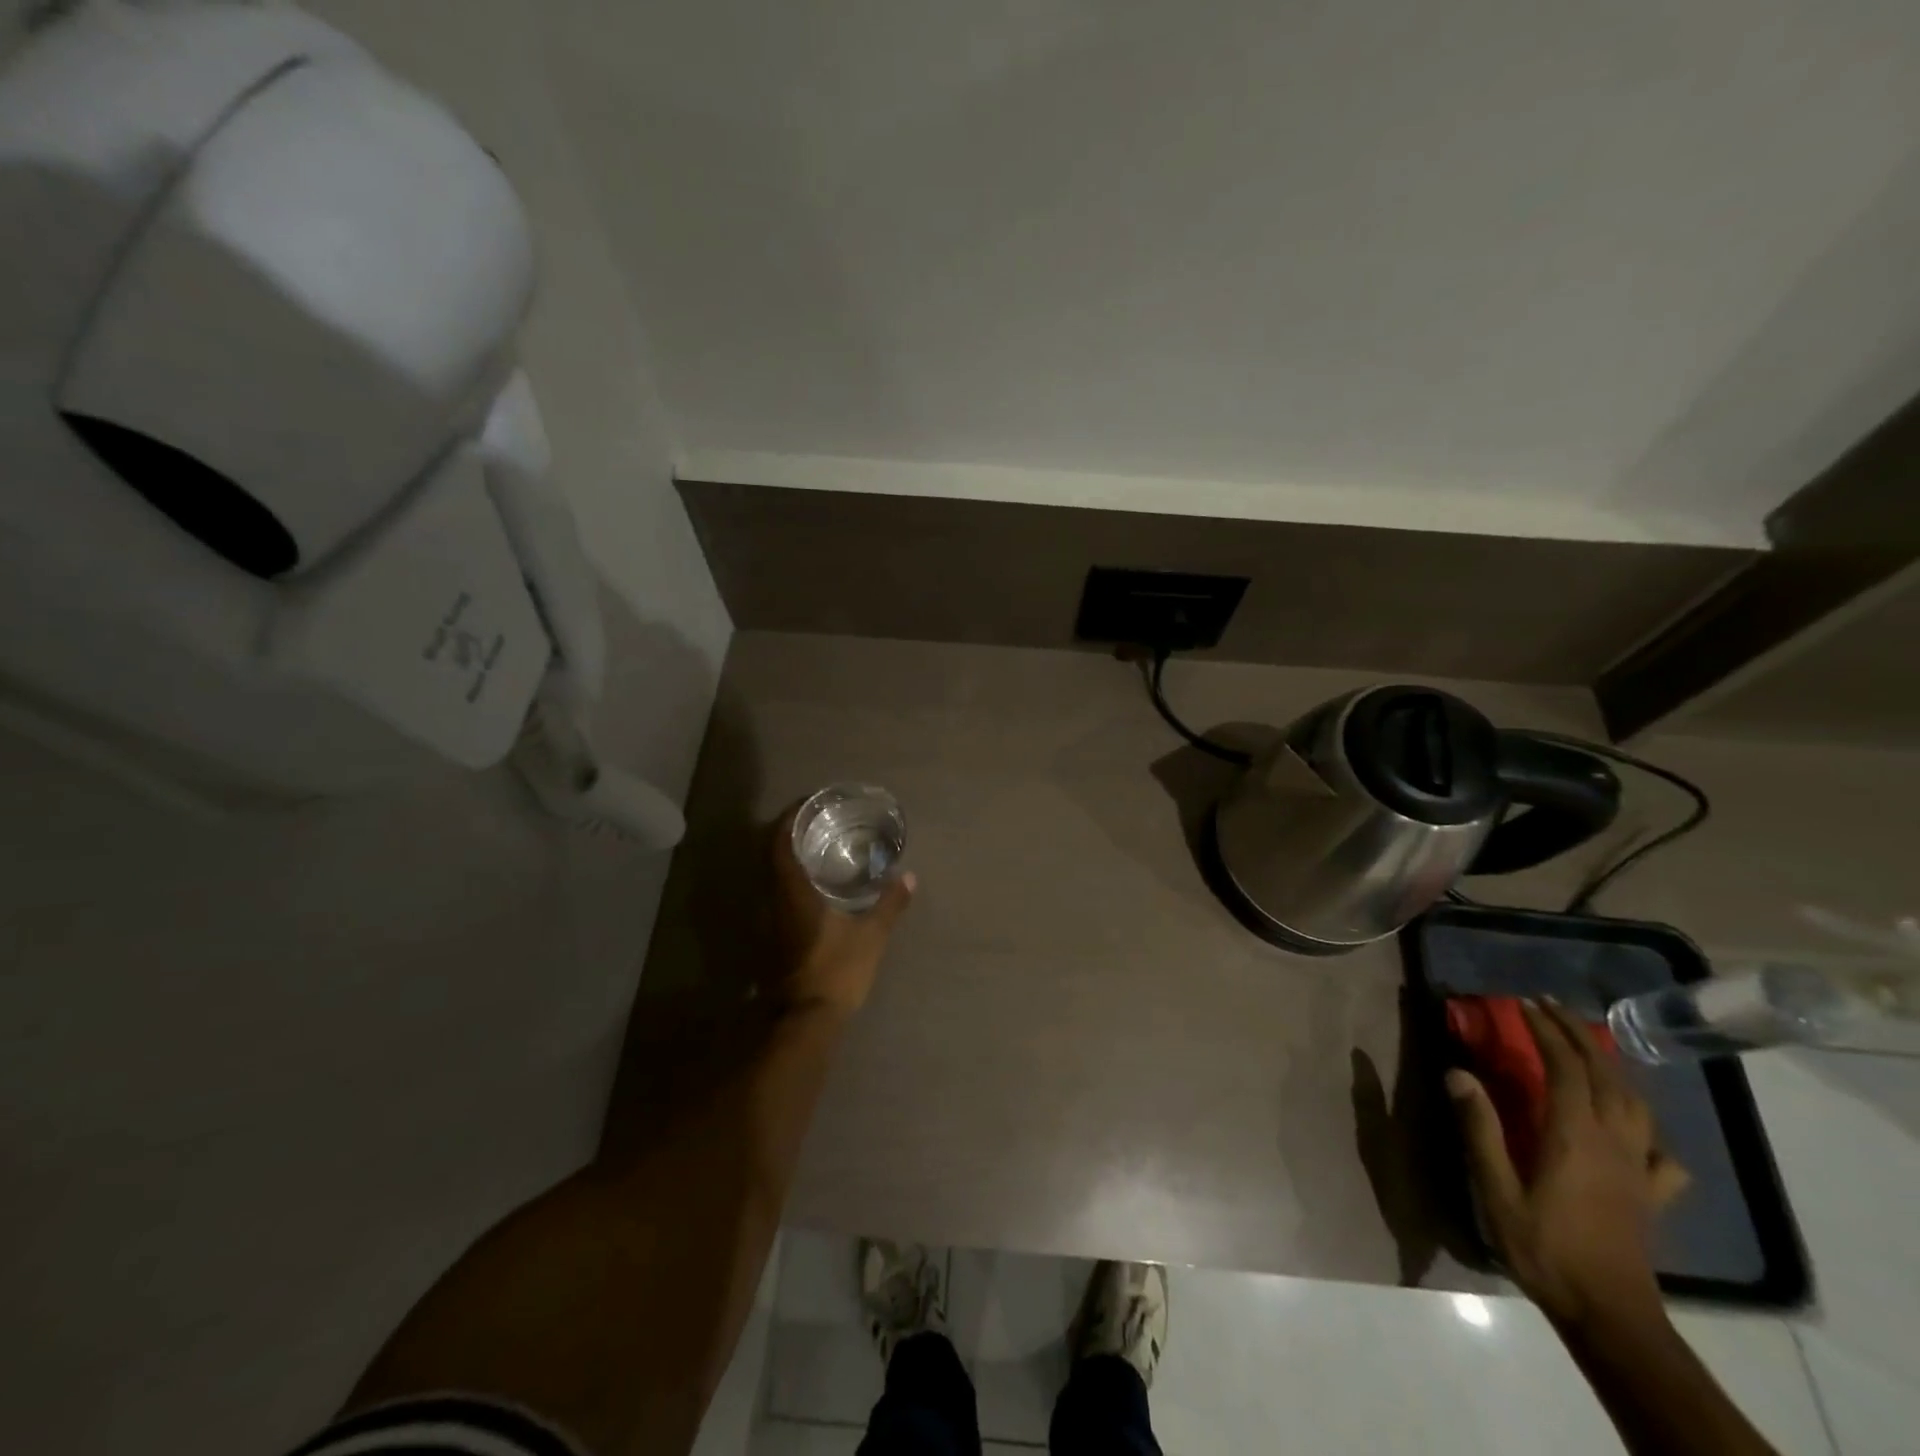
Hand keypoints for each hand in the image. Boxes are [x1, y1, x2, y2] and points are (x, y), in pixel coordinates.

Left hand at [770, 803, 914, 1017]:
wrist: (804, 1020)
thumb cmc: (835, 971)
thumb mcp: (871, 936)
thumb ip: (890, 904)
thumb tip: (909, 876)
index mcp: (792, 892)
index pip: (780, 843)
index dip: (789, 819)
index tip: (807, 805)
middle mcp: (773, 900)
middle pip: (771, 856)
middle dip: (790, 834)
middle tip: (817, 822)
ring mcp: (769, 921)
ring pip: (772, 876)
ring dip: (789, 857)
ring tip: (818, 848)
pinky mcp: (773, 937)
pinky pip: (777, 894)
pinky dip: (791, 879)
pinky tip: (815, 884)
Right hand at [1448, 1000, 1682, 1330]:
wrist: (1610, 1316)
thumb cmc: (1544, 1248)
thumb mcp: (1497, 1190)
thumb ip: (1479, 1129)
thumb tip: (1458, 1072)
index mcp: (1574, 1136)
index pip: (1566, 1068)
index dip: (1544, 1030)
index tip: (1521, 1003)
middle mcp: (1613, 1143)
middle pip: (1605, 1075)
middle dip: (1577, 1034)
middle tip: (1550, 1007)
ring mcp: (1639, 1169)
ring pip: (1636, 1104)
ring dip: (1611, 1066)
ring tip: (1588, 1047)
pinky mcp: (1652, 1195)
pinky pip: (1660, 1152)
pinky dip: (1647, 1129)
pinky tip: (1634, 1131)